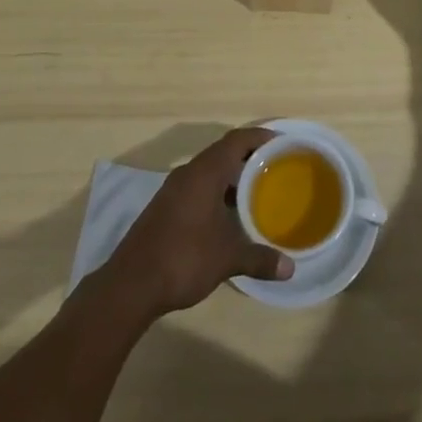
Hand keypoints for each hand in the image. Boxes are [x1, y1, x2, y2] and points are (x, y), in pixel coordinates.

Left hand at [102, 127, 294, 318]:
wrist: (131, 284)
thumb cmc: (183, 258)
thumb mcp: (227, 258)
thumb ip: (259, 259)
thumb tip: (290, 268)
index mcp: (205, 172)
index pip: (237, 140)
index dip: (260, 137)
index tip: (282, 143)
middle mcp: (189, 173)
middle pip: (223, 152)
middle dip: (249, 156)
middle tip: (276, 167)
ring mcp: (173, 190)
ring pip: (209, 170)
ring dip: (232, 176)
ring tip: (258, 190)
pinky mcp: (165, 207)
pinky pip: (198, 187)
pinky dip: (217, 191)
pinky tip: (229, 214)